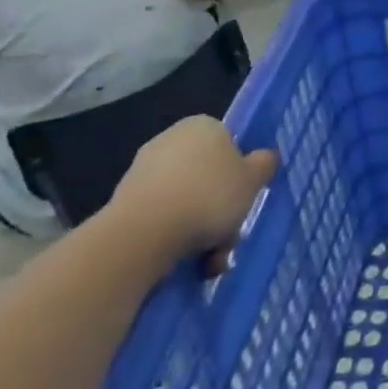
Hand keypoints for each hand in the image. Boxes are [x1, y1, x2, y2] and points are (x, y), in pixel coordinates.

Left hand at [106, 117, 275, 269]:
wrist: (142, 235)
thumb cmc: (209, 196)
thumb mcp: (253, 179)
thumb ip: (264, 164)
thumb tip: (263, 158)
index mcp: (202, 126)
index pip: (229, 143)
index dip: (240, 171)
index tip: (245, 196)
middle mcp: (169, 141)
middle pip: (207, 176)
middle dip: (220, 209)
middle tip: (230, 235)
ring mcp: (142, 172)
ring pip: (186, 201)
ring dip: (202, 230)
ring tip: (212, 259)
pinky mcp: (124, 203)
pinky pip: (162, 218)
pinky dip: (176, 238)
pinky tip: (188, 262)